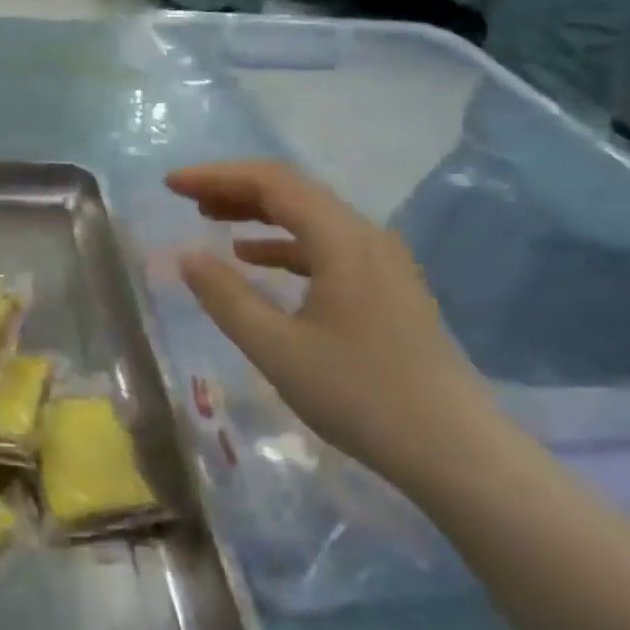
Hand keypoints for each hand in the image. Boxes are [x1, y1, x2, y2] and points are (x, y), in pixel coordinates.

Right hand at [167, 160, 503, 485]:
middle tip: (184, 197)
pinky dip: (282, 244)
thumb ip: (226, 297)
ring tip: (209, 218)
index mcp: (343, 240)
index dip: (216, 176)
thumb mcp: (277, 349)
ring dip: (256, 213)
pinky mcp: (386, 287)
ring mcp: (382, 262)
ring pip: (309, 218)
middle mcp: (366, 237)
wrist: (457, 453)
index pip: (272, 182)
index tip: (171, 184)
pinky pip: (325, 246)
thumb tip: (187, 256)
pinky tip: (254, 259)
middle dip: (233, 189)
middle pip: (292, 192)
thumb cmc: (361, 397)